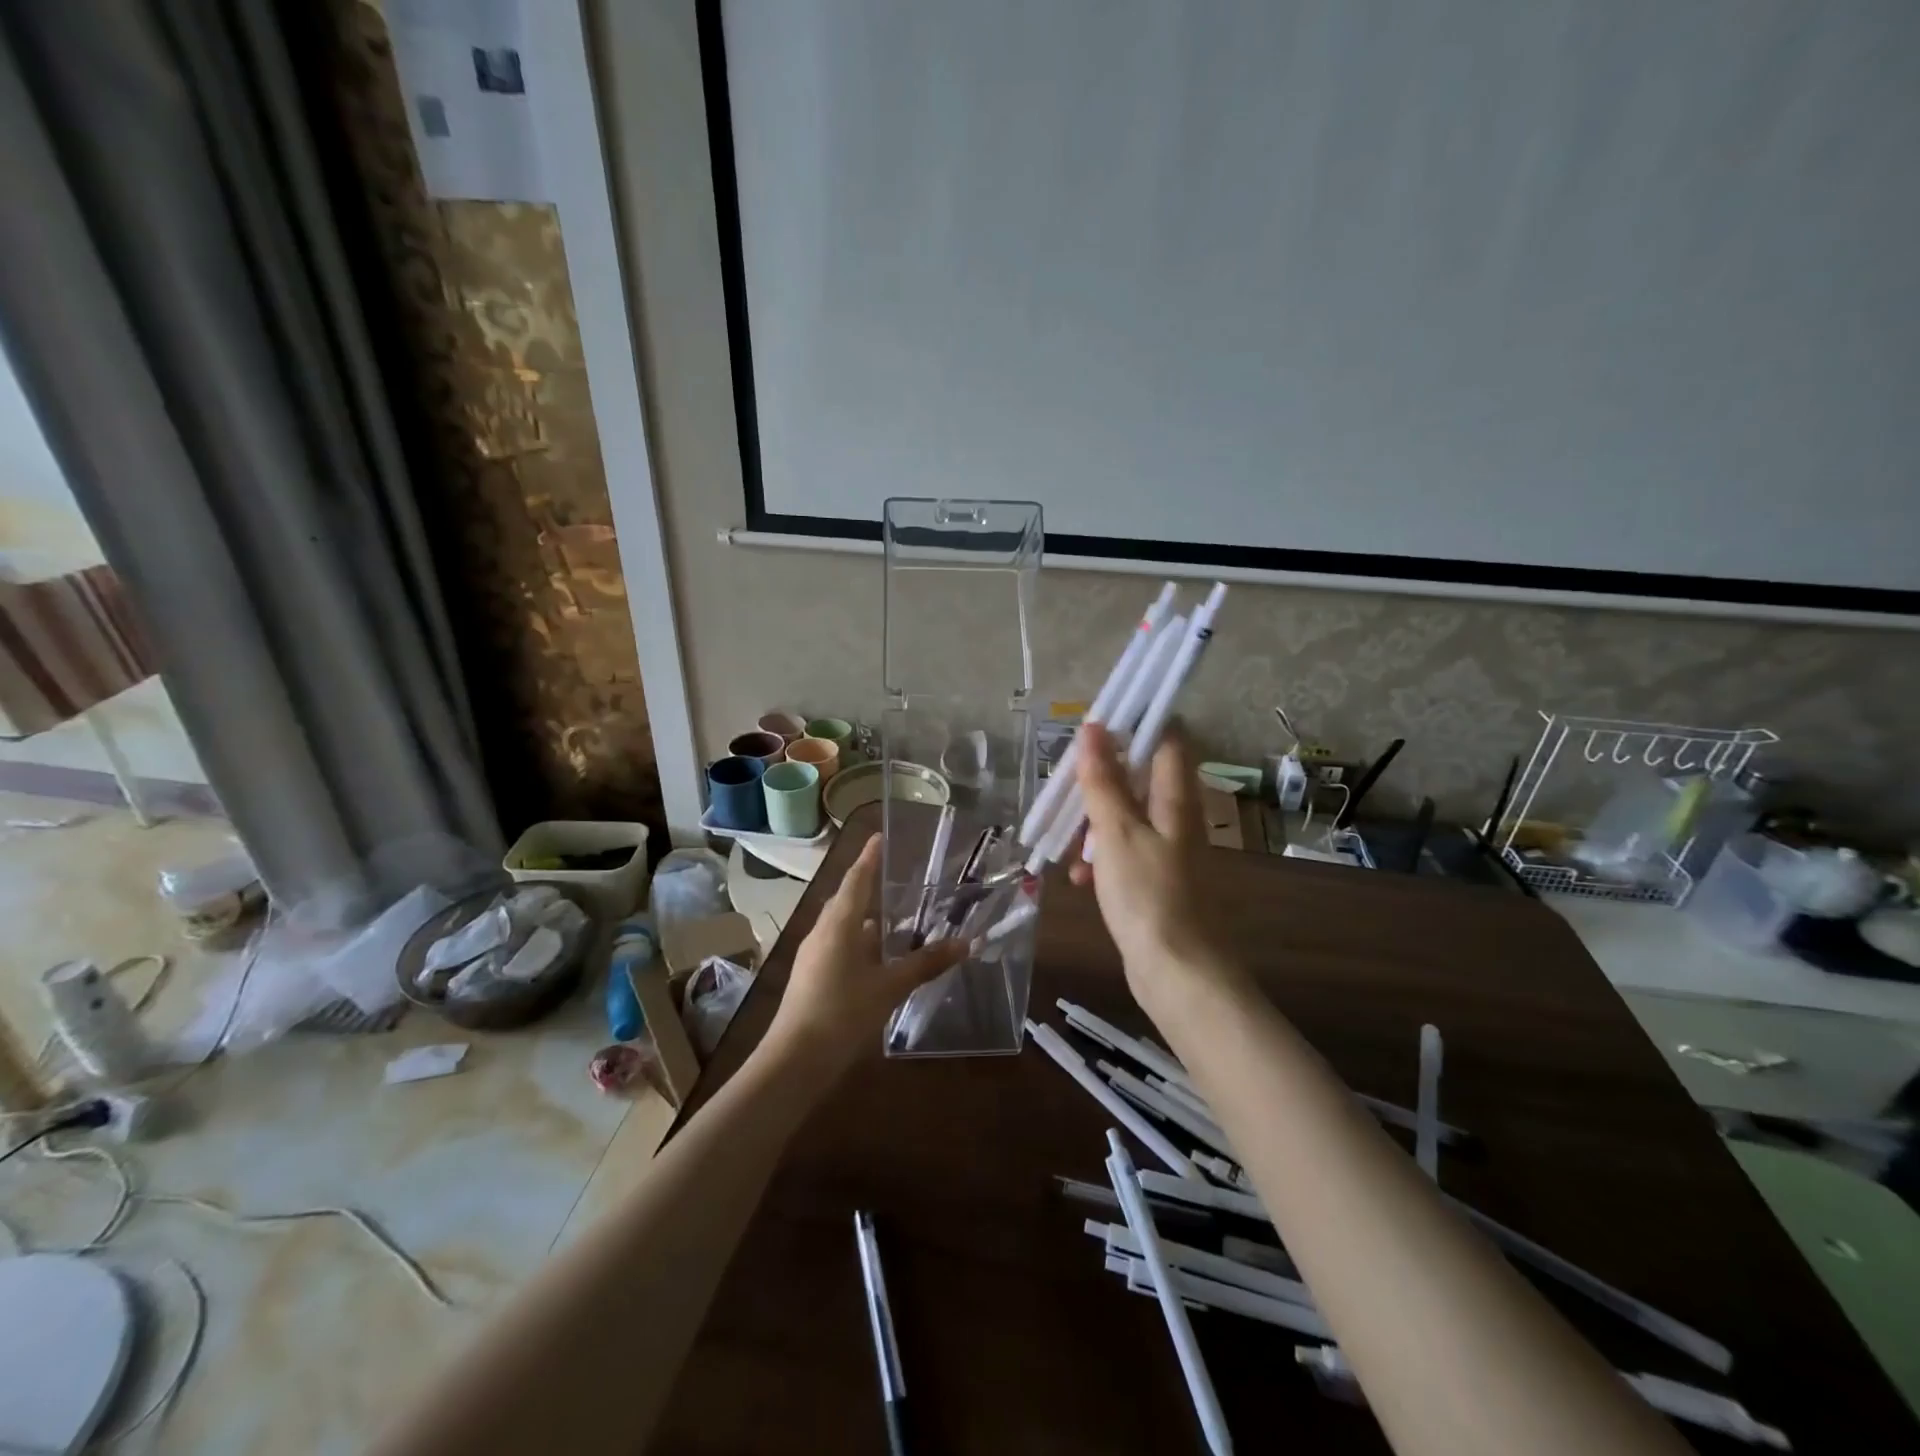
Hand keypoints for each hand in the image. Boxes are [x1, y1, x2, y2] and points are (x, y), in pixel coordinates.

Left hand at [764, 836, 968, 1077]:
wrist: (793, 1061)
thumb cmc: (842, 1013)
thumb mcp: (889, 987)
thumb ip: (925, 964)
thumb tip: (965, 943)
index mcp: (839, 924)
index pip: (857, 879)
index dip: (869, 857)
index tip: (880, 836)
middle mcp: (823, 931)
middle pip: (847, 899)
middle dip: (868, 885)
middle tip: (895, 875)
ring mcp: (813, 955)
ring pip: (842, 925)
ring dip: (865, 917)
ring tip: (893, 915)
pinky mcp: (811, 976)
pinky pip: (838, 945)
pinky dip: (859, 941)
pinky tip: (876, 956)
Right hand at [1069, 722, 1243, 1015]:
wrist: (1176, 972)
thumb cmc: (1147, 894)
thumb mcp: (1116, 832)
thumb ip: (1103, 780)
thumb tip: (1094, 727)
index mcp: (1176, 798)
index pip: (1167, 738)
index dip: (1134, 724)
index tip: (1095, 726)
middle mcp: (1176, 816)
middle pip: (1138, 777)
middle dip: (1099, 779)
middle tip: (1066, 787)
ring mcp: (1166, 849)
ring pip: (1125, 816)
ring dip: (1093, 823)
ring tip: (1066, 843)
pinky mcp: (1154, 878)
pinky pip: (1122, 851)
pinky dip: (1100, 856)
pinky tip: (1078, 878)